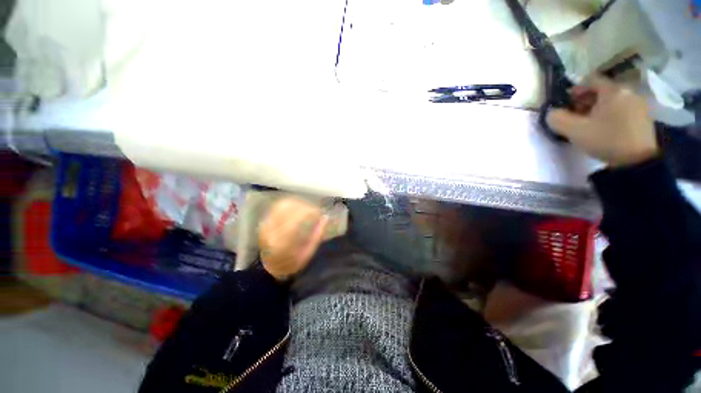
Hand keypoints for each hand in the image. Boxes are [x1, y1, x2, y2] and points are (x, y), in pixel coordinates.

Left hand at [258, 197, 328, 279]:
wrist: (269, 268)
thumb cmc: (292, 263)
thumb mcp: (307, 254)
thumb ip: (317, 236)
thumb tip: (325, 218)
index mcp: (282, 243)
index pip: (295, 221)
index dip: (309, 213)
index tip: (319, 212)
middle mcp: (271, 231)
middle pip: (288, 209)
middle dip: (304, 206)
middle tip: (315, 210)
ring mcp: (266, 224)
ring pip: (282, 205)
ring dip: (298, 203)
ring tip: (307, 208)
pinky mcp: (265, 221)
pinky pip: (278, 206)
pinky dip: (291, 204)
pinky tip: (298, 208)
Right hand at [546, 76, 658, 167]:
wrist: (637, 161)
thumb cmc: (605, 140)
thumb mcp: (574, 131)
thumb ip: (557, 119)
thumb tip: (552, 112)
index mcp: (612, 90)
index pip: (590, 80)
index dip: (575, 90)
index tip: (567, 104)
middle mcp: (627, 91)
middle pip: (602, 89)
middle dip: (586, 100)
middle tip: (576, 116)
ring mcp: (638, 103)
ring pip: (612, 99)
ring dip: (598, 108)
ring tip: (590, 123)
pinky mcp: (643, 116)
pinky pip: (622, 108)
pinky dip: (611, 113)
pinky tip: (605, 128)